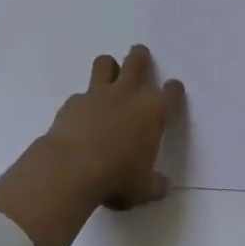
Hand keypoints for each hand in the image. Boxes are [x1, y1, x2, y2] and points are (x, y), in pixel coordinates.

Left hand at [41, 44, 185, 208]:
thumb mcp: (144, 189)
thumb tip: (162, 186)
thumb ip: (155, 184)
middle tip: (140, 56)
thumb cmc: (117, 178)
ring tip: (109, 75)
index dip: (173, 89)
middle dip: (140, 57)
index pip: (170, 91)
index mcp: (153, 112)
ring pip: (105, 63)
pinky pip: (81, 94)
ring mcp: (98, 95)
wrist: (70, 169)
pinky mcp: (72, 103)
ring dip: (109, 67)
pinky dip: (83, 102)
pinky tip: (82, 117)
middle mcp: (127, 95)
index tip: (173, 90)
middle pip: (137, 62)